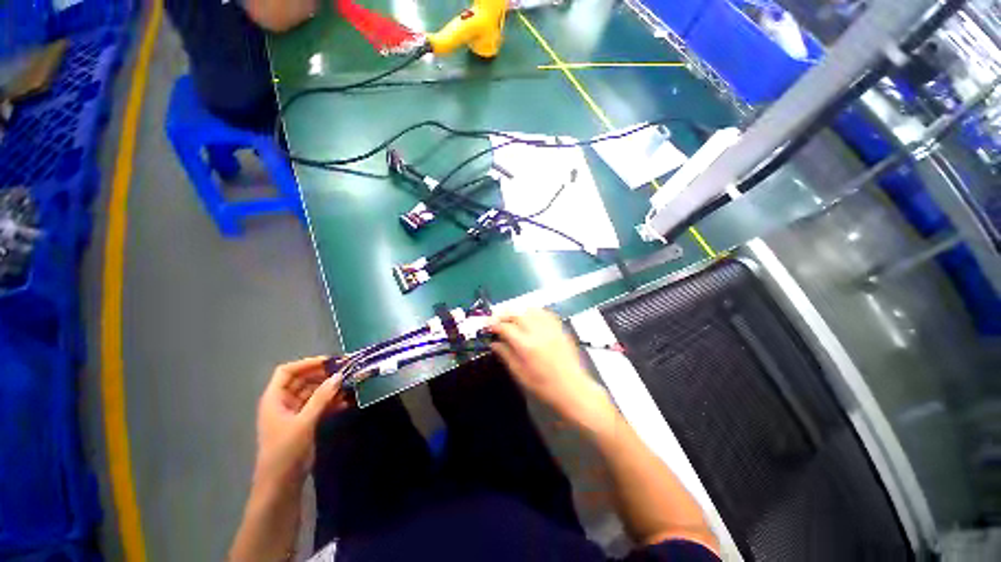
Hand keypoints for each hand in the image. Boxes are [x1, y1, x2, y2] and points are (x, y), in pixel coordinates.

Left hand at [254, 357, 349, 488]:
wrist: (281, 484)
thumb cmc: (285, 450)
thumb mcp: (304, 422)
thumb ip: (321, 398)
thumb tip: (339, 376)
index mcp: (275, 398)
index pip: (288, 371)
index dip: (308, 363)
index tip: (331, 362)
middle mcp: (283, 402)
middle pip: (303, 380)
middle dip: (324, 375)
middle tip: (347, 371)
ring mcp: (295, 412)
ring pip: (314, 392)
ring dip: (331, 389)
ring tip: (350, 386)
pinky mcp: (305, 422)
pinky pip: (319, 405)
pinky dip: (331, 402)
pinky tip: (346, 402)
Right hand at [488, 310, 612, 427]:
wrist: (572, 389)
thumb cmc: (544, 386)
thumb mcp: (520, 374)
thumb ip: (506, 355)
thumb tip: (494, 343)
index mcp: (526, 346)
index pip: (506, 327)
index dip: (494, 324)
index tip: (487, 326)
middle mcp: (538, 332)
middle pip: (517, 313)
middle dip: (503, 314)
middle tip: (496, 319)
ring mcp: (550, 328)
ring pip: (531, 309)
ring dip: (518, 310)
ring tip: (511, 317)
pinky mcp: (559, 328)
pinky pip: (545, 312)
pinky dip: (534, 311)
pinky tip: (529, 316)